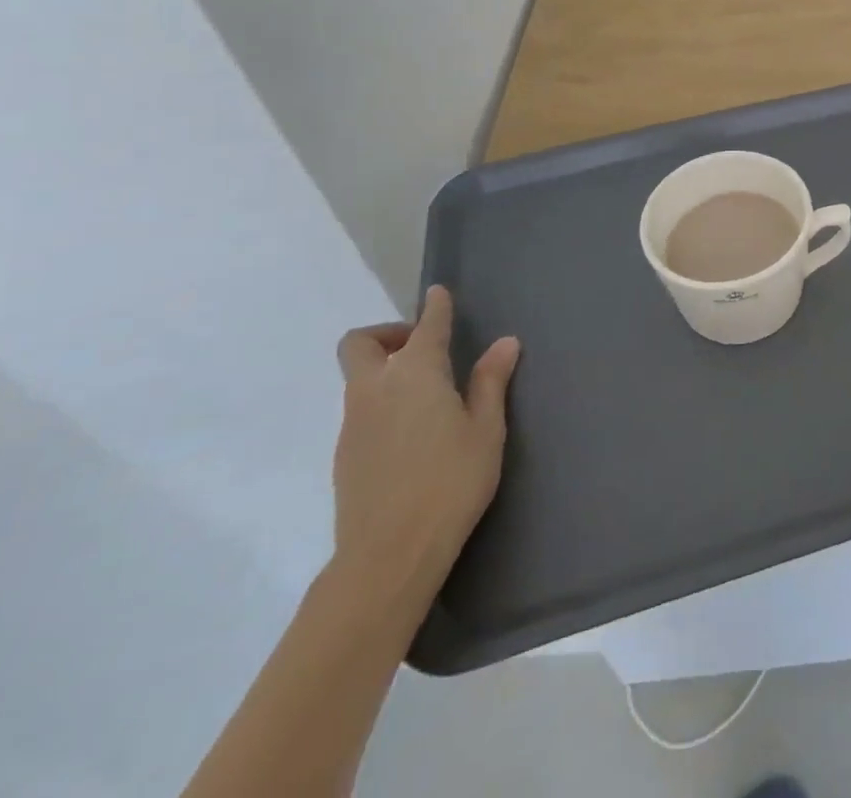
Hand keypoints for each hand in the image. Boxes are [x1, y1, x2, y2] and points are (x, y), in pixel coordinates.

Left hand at [332, 287, 518, 601]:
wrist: (388, 556)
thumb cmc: (450, 482)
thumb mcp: (486, 430)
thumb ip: (490, 382)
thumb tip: (504, 343)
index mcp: (416, 375)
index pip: (426, 326)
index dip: (435, 307)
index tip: (439, 294)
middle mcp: (376, 390)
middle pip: (361, 345)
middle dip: (388, 334)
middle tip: (422, 347)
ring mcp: (354, 424)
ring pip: (359, 379)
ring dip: (386, 370)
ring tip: (427, 394)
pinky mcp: (345, 456)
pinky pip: (361, 410)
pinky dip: (382, 403)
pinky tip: (412, 432)